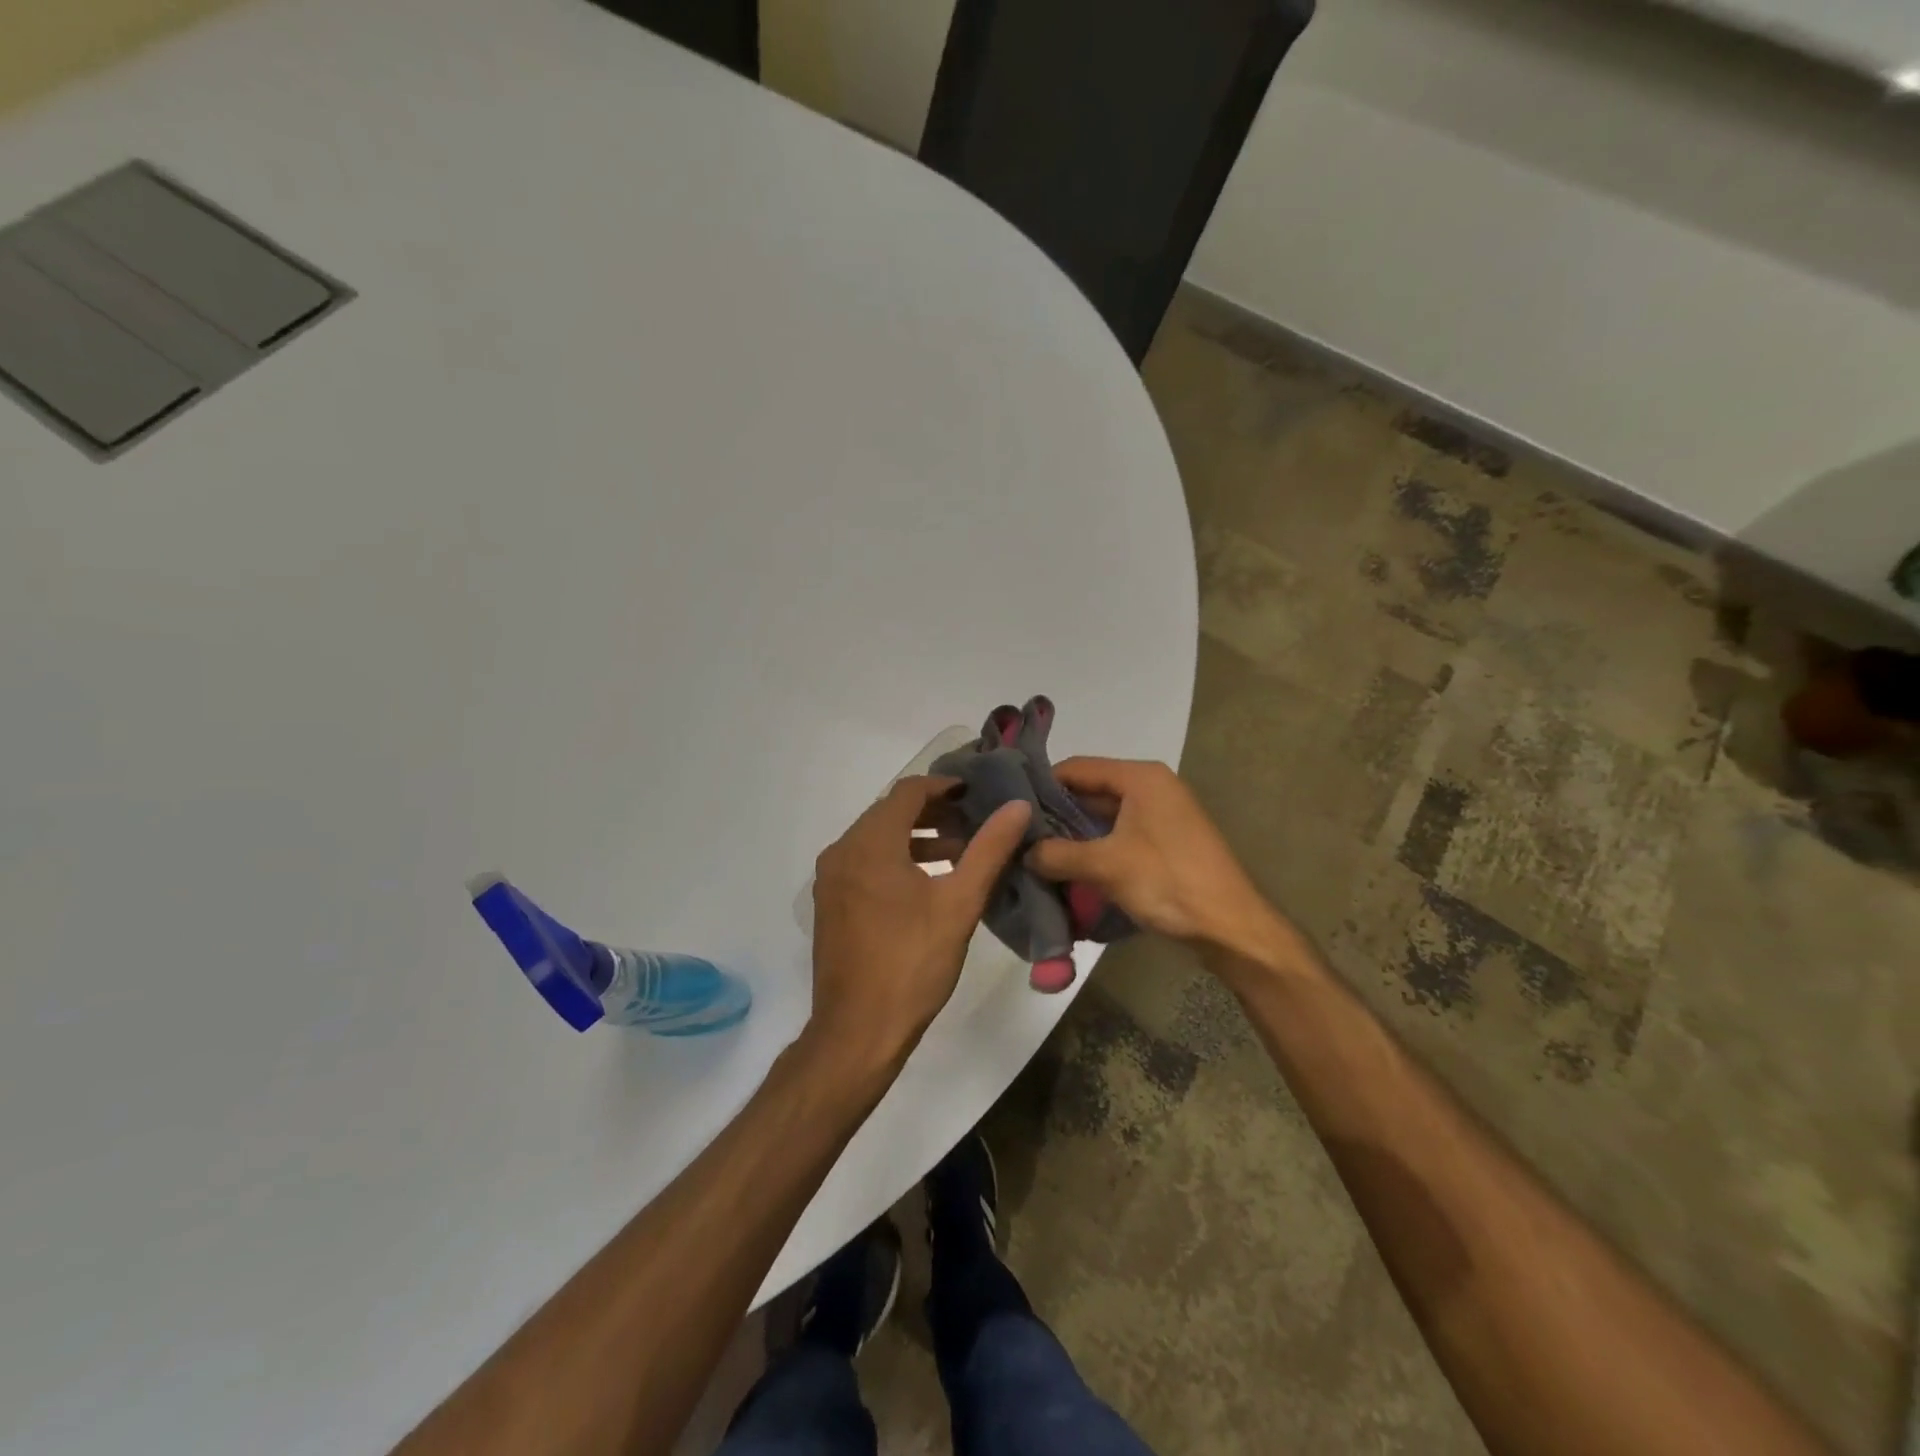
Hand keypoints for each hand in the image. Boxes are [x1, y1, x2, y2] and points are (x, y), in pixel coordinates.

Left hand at [809, 777, 1030, 1067]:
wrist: (858, 1032)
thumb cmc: (912, 963)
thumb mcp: (959, 904)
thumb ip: (989, 849)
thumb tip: (1017, 806)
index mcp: (869, 844)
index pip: (908, 792)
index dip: (945, 786)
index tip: (977, 794)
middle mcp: (842, 851)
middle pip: (890, 812)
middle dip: (934, 812)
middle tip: (974, 822)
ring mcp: (831, 879)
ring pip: (877, 838)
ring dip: (917, 837)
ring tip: (959, 851)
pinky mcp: (831, 903)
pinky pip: (865, 863)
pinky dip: (896, 860)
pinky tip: (928, 882)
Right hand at [1024, 758, 1287, 961]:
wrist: (1231, 928)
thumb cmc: (1169, 883)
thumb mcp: (1106, 866)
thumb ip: (1058, 854)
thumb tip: (1023, 853)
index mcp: (1140, 778)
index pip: (1077, 767)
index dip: (1041, 785)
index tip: (1010, 808)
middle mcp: (1151, 787)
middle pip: (1089, 791)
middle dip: (1054, 815)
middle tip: (1017, 836)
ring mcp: (1160, 815)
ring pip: (1102, 817)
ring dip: (1072, 836)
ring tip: (1034, 855)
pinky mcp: (1164, 842)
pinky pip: (1118, 836)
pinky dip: (1093, 849)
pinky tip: (1067, 869)